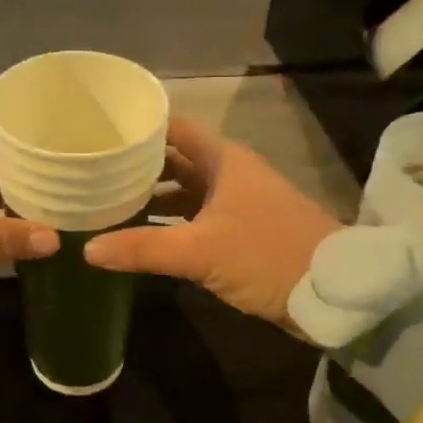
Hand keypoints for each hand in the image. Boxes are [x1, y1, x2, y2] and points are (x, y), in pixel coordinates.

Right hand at [83, 117, 342, 330]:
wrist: (335, 293)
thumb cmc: (267, 255)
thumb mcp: (200, 251)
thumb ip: (143, 248)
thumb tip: (87, 249)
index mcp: (224, 160)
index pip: (174, 129)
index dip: (140, 128)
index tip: (101, 134)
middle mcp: (229, 173)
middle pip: (175, 160)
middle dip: (138, 167)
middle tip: (93, 174)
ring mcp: (237, 203)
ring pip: (185, 191)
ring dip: (153, 198)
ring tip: (107, 206)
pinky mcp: (242, 231)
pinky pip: (196, 218)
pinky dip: (170, 223)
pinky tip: (143, 237)